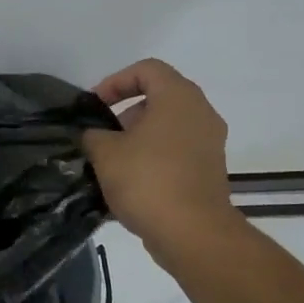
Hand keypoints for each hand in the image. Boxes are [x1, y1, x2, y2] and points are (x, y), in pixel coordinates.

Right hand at [81, 60, 240, 260]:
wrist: (192, 232)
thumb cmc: (147, 180)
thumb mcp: (105, 153)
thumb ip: (93, 135)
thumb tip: (94, 135)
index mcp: (178, 98)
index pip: (147, 69)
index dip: (116, 81)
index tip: (96, 105)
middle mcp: (201, 113)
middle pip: (159, 97)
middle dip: (126, 112)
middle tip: (102, 135)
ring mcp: (210, 143)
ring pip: (168, 126)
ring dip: (138, 137)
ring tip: (112, 162)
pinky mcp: (210, 170)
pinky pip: (177, 151)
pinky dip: (154, 157)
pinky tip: (130, 182)